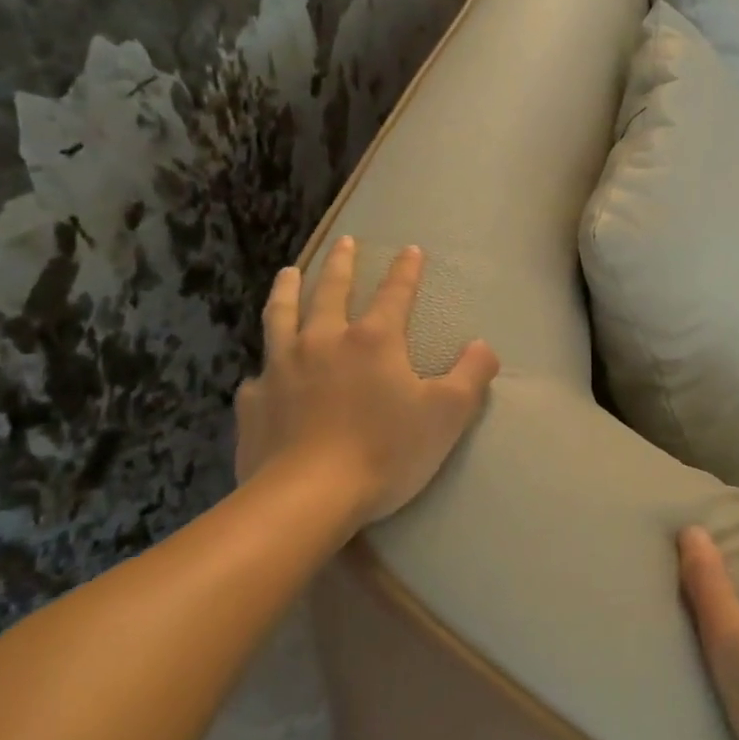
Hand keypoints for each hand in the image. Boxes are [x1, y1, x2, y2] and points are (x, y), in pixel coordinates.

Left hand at [234, 237, 500, 524]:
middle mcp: (323, 341)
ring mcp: (281, 368)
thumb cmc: (386, 451)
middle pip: (330, 290)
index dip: (406, 270)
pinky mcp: (254, 401)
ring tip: (289, 272)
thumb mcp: (447, 415)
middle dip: (341, 263)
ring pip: (281, 315)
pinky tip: (264, 370)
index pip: (395, 293)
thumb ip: (471, 376)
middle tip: (344, 242)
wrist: (307, 497)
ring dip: (287, 289)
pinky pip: (258, 373)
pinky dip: (264, 365)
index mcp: (373, 340)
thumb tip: (484, 347)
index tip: (410, 248)